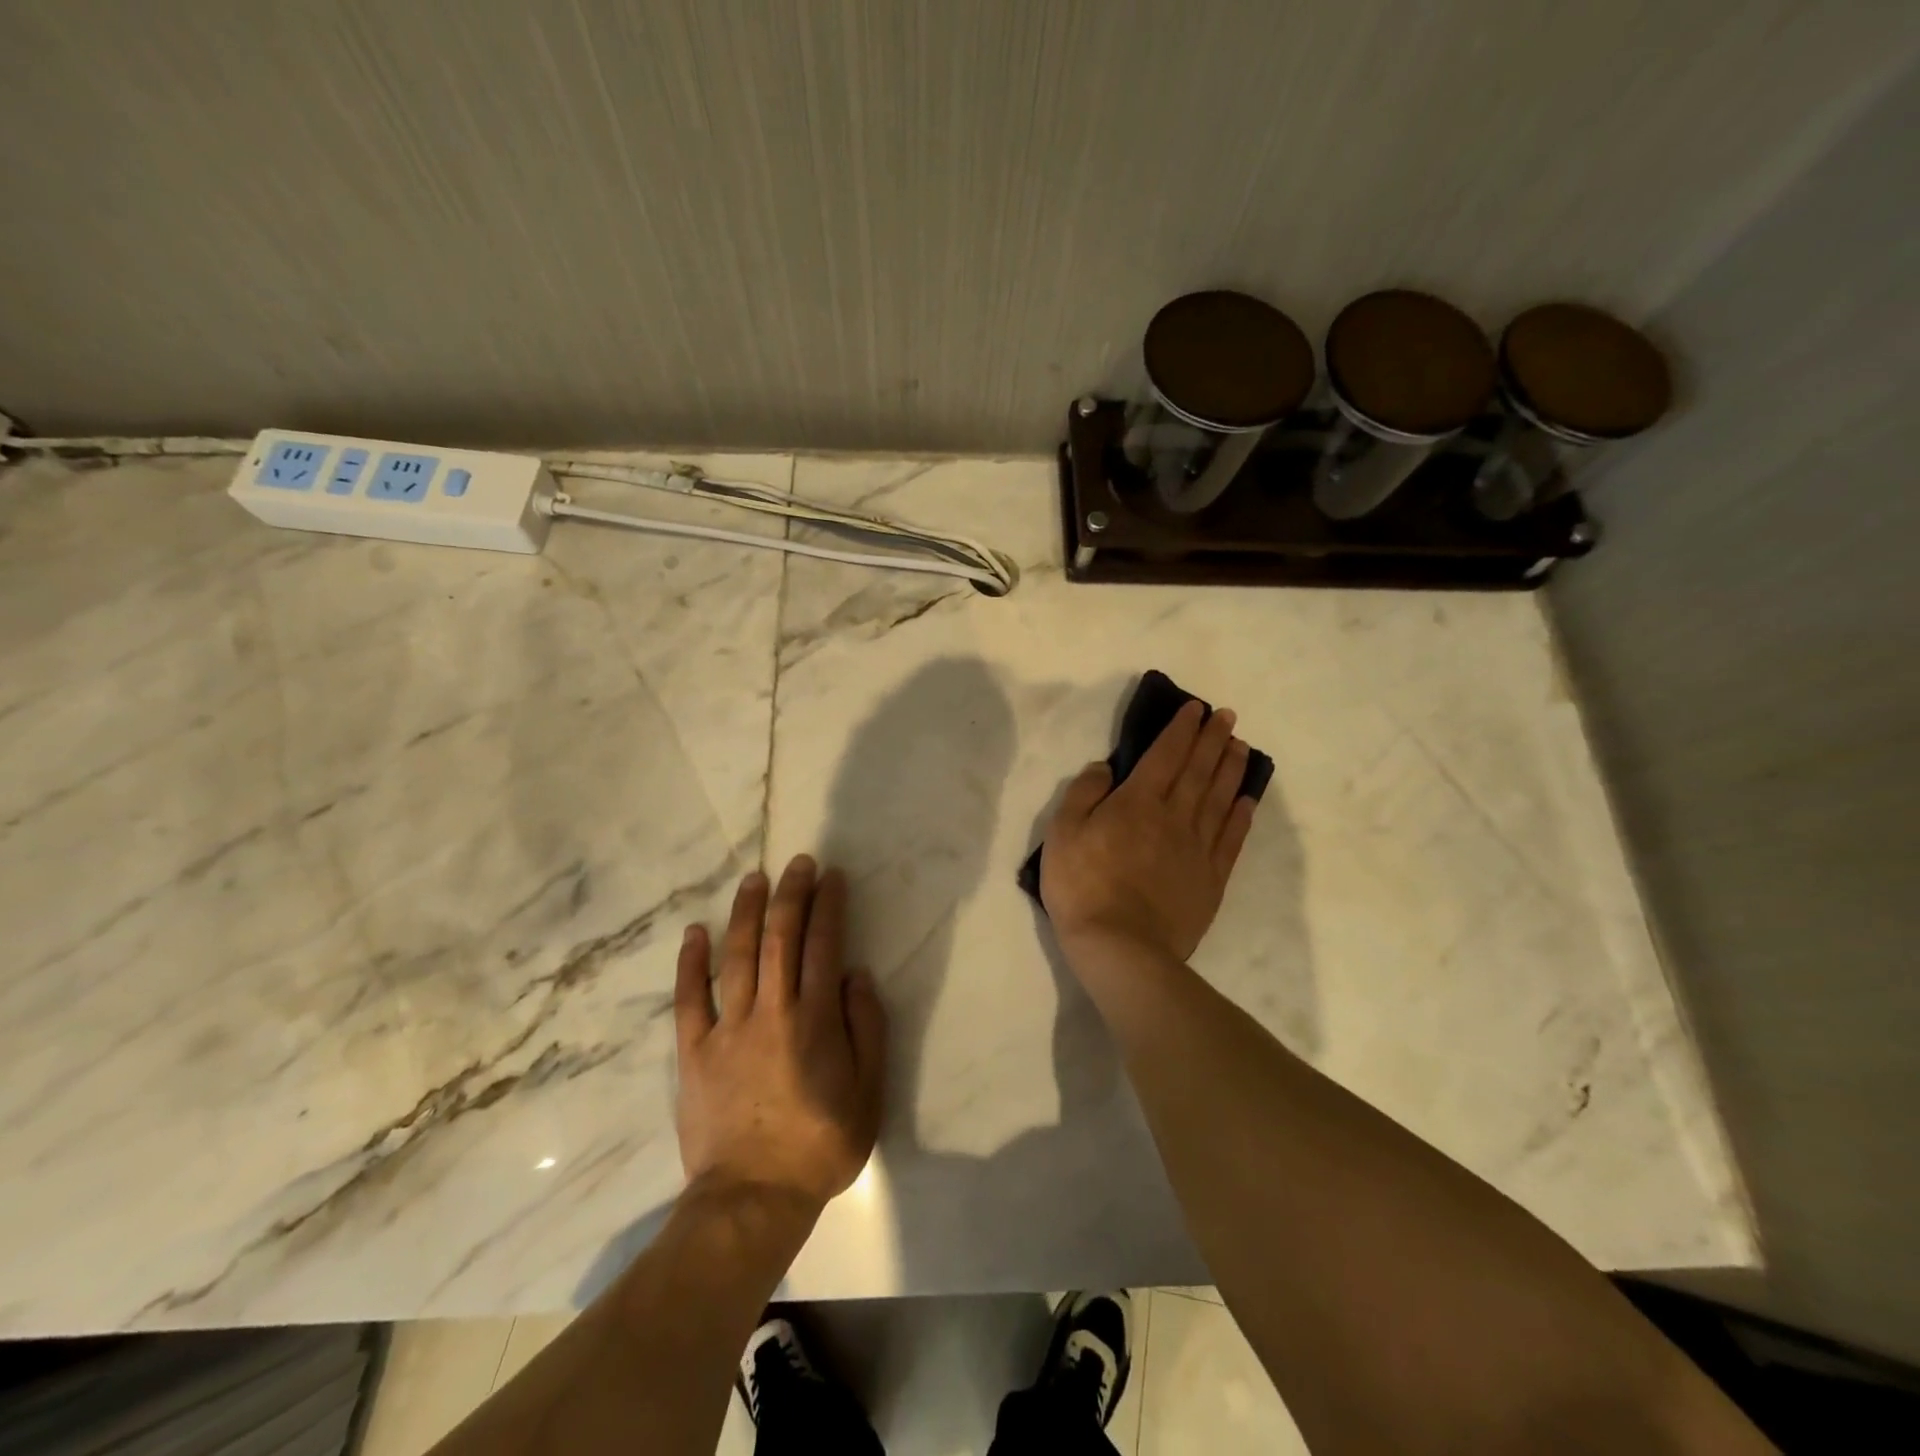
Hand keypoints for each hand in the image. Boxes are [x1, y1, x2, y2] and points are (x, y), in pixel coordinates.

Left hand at [674, 856, 886, 1211]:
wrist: (752, 1199)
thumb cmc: (820, 1145)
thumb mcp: (869, 1093)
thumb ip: (867, 1028)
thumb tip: (854, 975)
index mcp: (814, 1020)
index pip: (823, 945)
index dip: (828, 906)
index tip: (832, 877)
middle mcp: (771, 1011)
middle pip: (779, 938)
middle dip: (791, 894)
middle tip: (798, 863)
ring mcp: (728, 1029)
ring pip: (736, 956)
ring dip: (746, 912)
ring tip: (754, 879)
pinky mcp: (694, 1051)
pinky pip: (689, 998)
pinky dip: (691, 963)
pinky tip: (694, 932)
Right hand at [1040, 700, 1257, 962]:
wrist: (1121, 947)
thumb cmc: (1082, 887)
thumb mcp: (1062, 833)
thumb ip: (1084, 793)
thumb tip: (1106, 766)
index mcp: (1138, 801)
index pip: (1165, 754)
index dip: (1181, 730)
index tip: (1196, 709)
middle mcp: (1174, 816)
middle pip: (1199, 770)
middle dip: (1213, 739)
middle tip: (1228, 717)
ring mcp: (1197, 848)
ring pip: (1220, 798)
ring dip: (1231, 769)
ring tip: (1241, 747)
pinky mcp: (1211, 878)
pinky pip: (1231, 838)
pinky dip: (1241, 814)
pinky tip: (1247, 799)